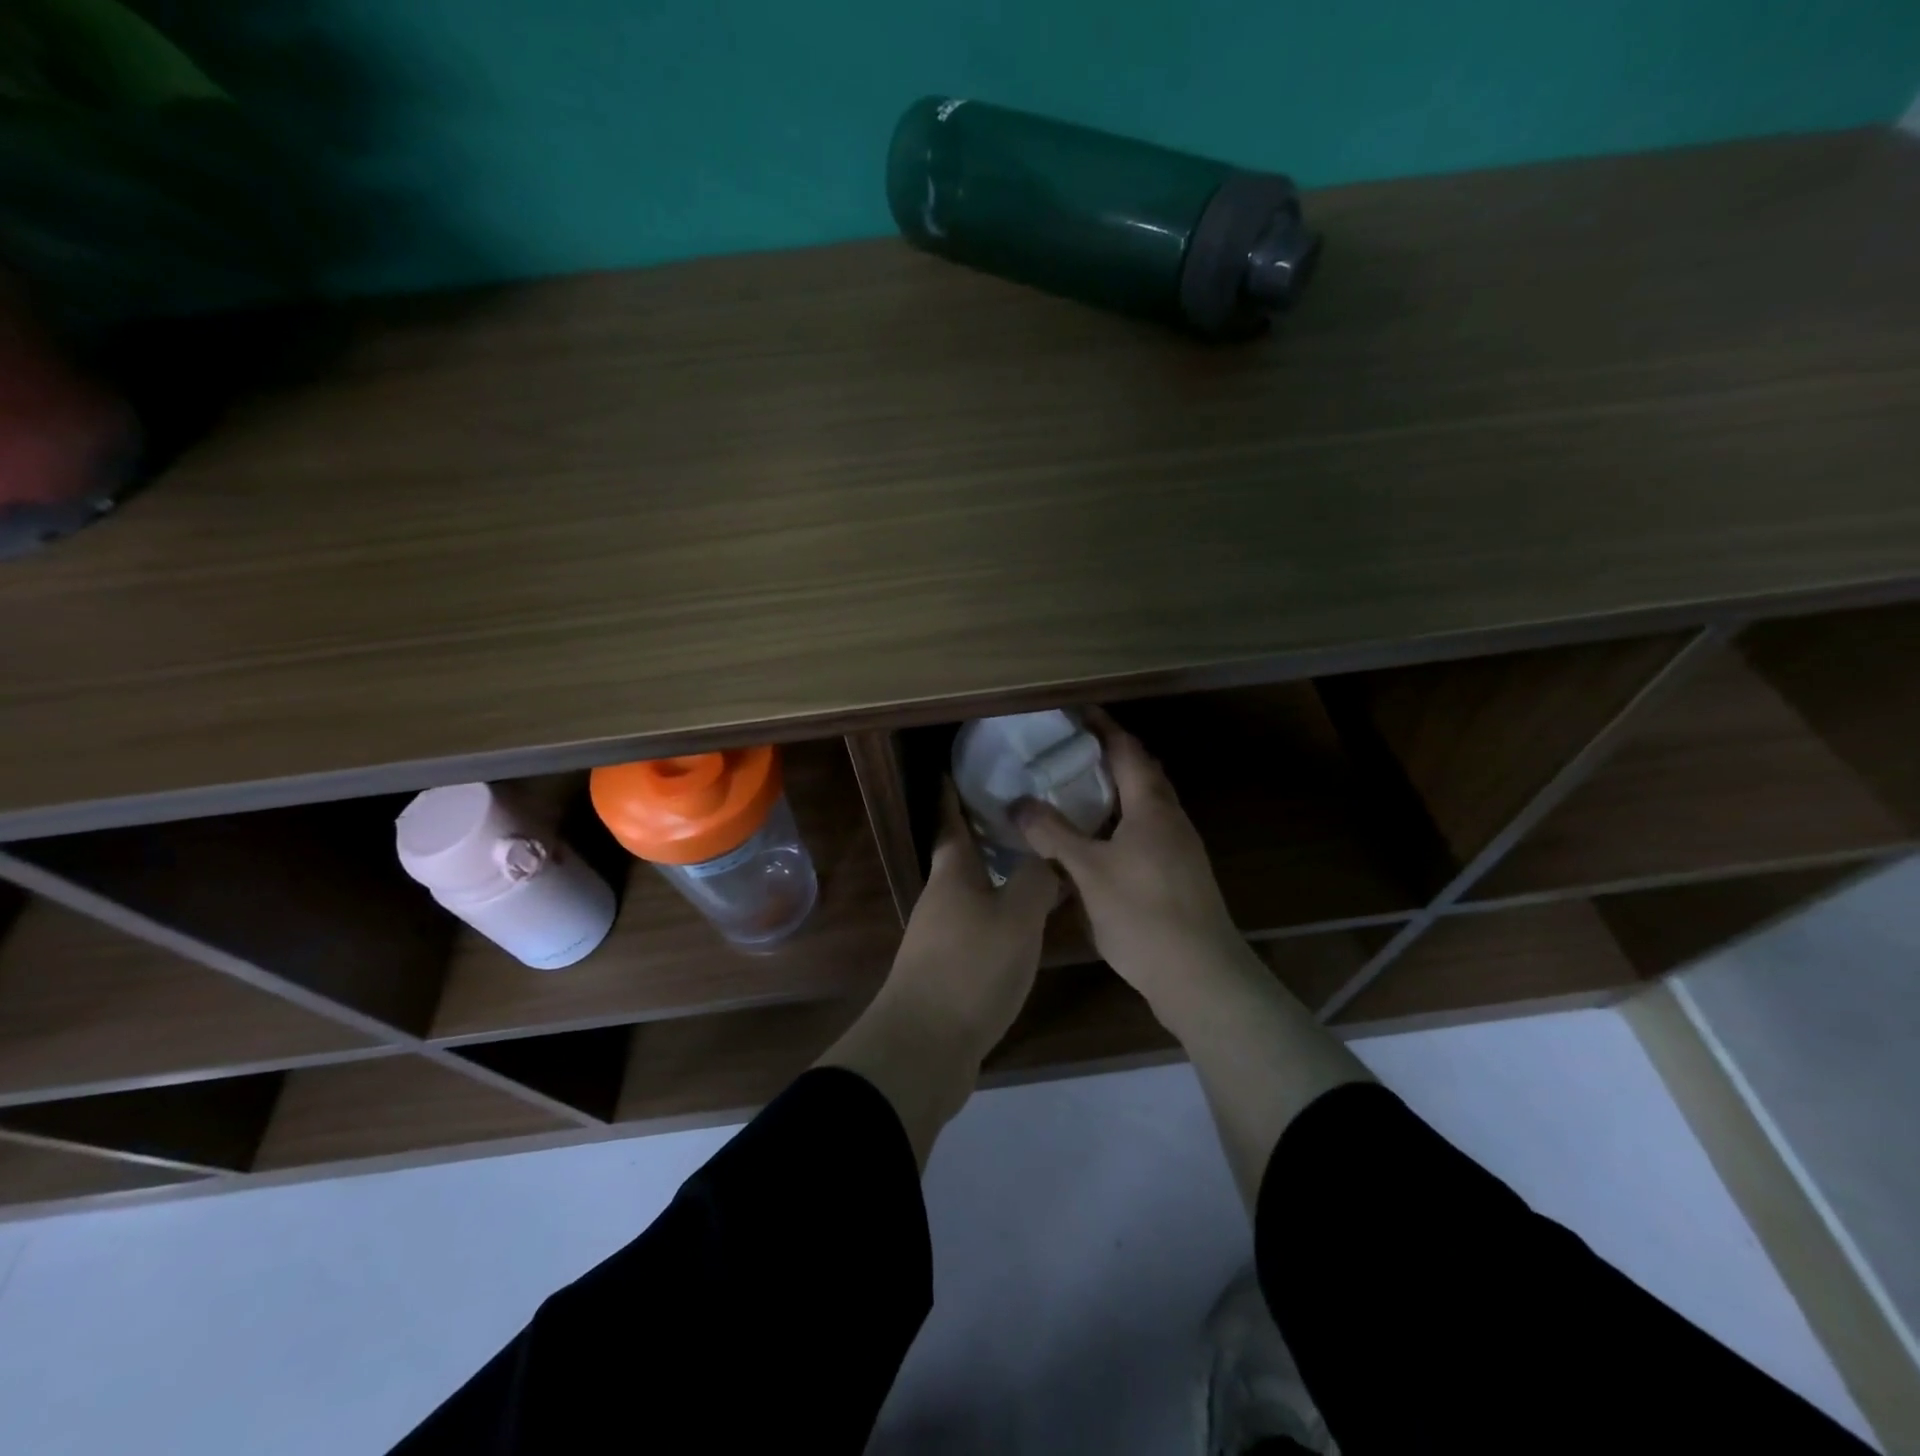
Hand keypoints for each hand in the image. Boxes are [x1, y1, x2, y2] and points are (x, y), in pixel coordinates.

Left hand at [883, 780, 1058, 1062]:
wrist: (925, 1046)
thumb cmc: (971, 968)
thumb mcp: (1017, 918)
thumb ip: (1036, 881)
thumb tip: (1048, 858)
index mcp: (952, 875)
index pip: (950, 822)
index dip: (952, 794)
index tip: (956, 767)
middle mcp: (941, 899)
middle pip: (962, 857)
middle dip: (986, 834)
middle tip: (1024, 814)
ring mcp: (940, 937)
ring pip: (973, 893)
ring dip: (997, 876)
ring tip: (1035, 864)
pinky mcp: (949, 970)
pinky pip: (979, 927)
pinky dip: (1001, 915)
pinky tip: (1026, 924)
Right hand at [1014, 709, 1245, 1010]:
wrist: (1201, 975)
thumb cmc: (1143, 913)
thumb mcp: (1089, 871)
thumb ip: (1053, 834)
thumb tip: (1018, 804)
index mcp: (1151, 806)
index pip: (1126, 750)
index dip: (1101, 727)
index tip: (1075, 711)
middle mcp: (1170, 818)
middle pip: (1140, 773)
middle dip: (1108, 756)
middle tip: (1067, 751)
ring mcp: (1179, 848)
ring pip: (1143, 806)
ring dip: (1114, 792)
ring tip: (1074, 792)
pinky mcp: (1178, 875)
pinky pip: (1145, 832)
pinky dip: (1119, 823)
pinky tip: (1095, 843)